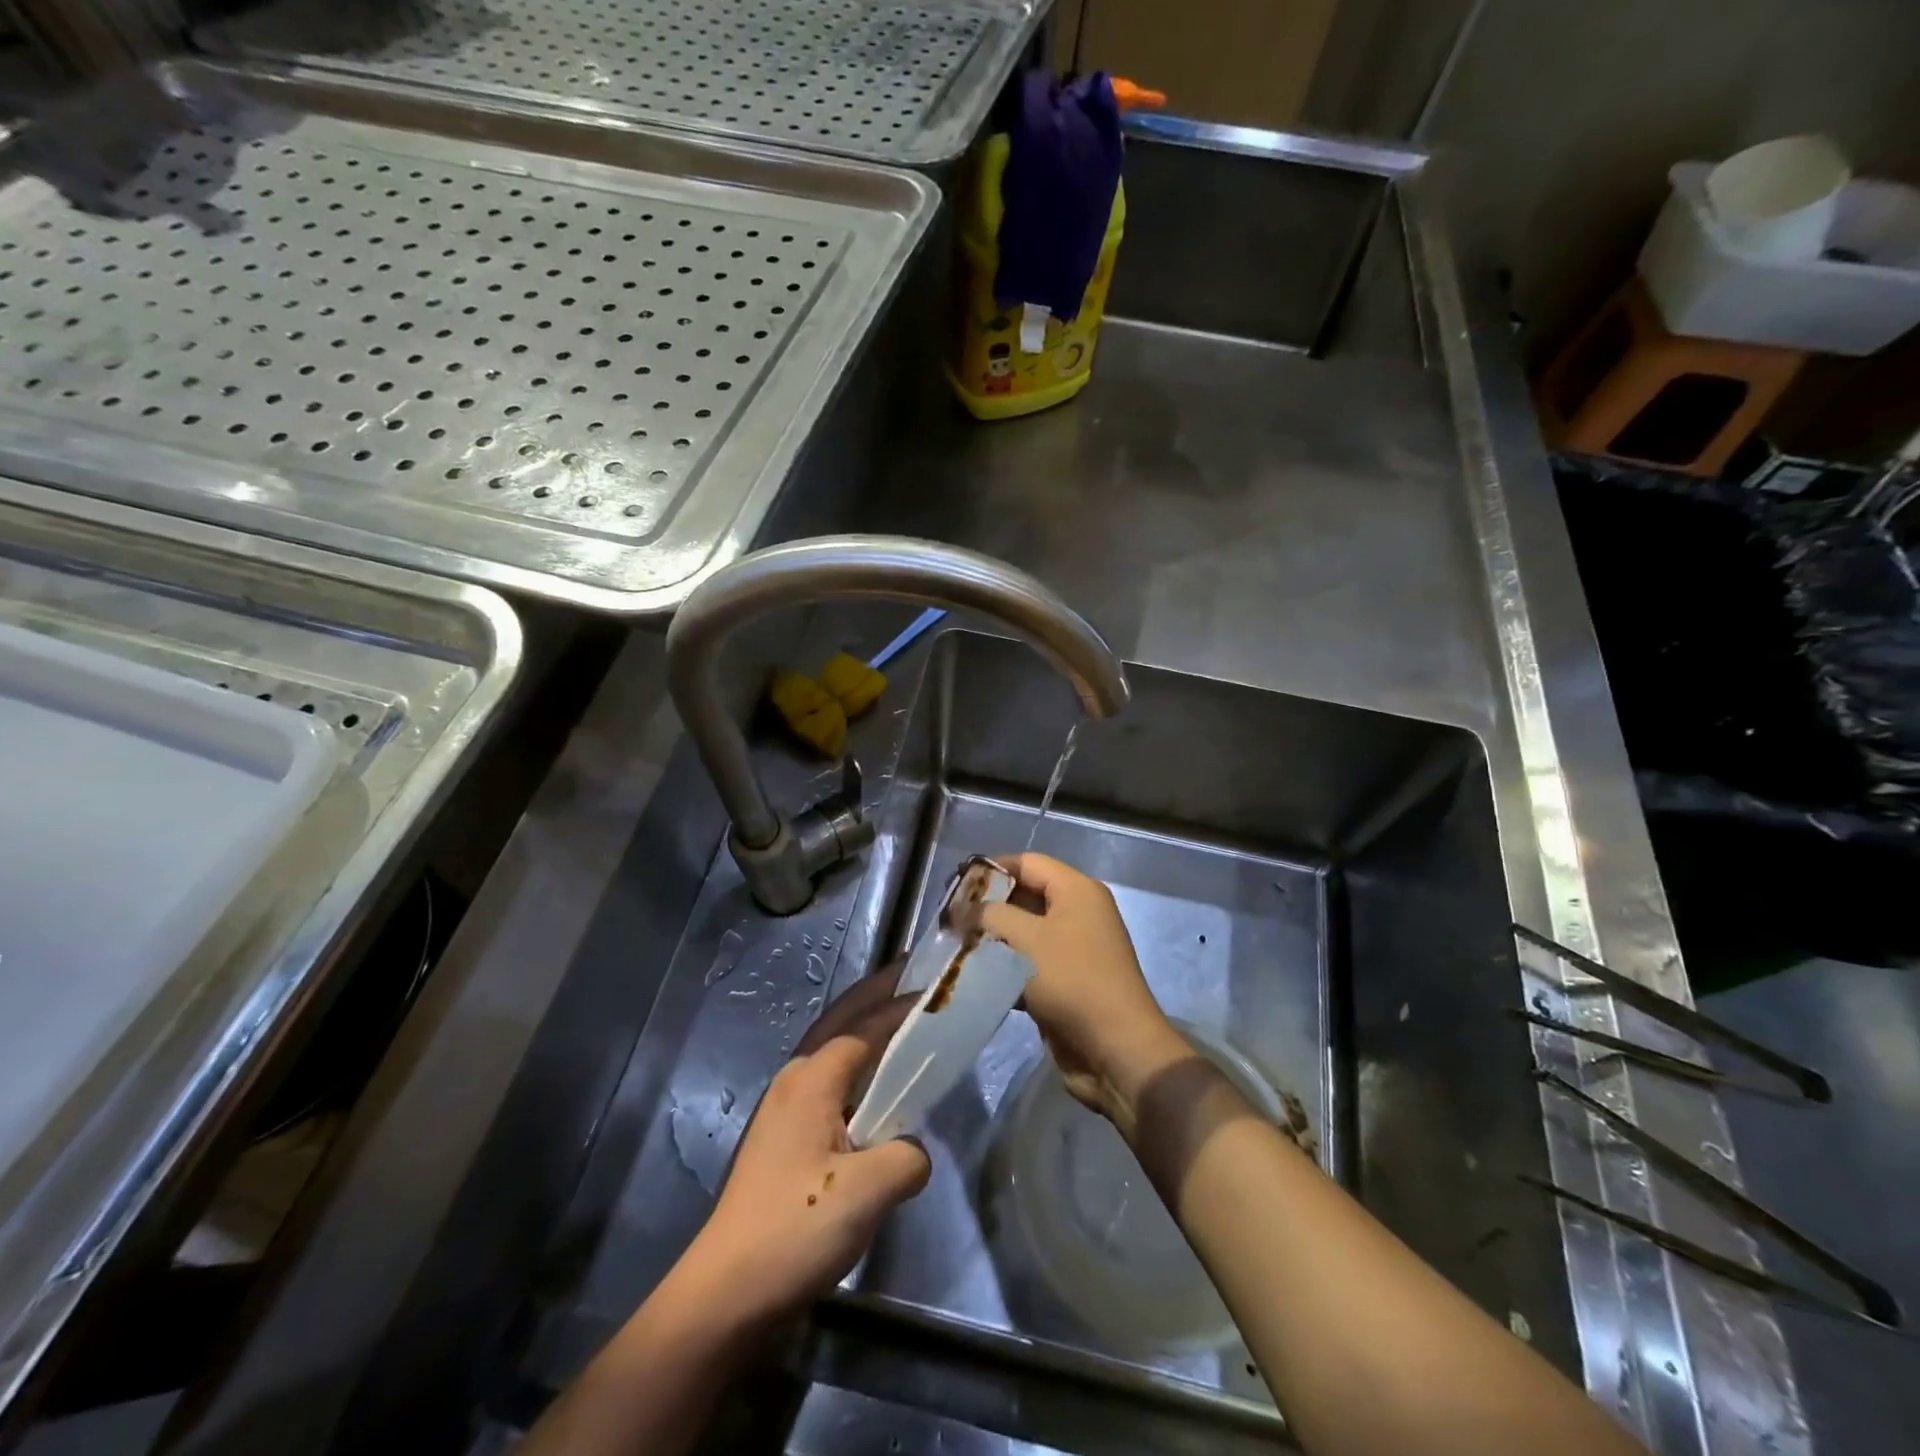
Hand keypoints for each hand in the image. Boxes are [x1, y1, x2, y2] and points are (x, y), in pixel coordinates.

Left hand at [675, 968, 930, 1329]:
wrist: (726, 1292)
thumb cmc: (796, 1228)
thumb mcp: (868, 1191)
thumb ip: (907, 1156)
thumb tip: (912, 1149)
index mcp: (812, 1078)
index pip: (865, 1026)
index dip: (901, 1005)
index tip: (936, 989)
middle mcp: (795, 1080)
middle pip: (841, 1021)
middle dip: (875, 993)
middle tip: (912, 973)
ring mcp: (784, 1109)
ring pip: (831, 1049)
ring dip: (864, 1025)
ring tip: (899, 1017)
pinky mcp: (783, 1139)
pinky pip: (829, 1082)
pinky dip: (856, 1065)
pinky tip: (875, 1086)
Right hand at [979, 852, 1188, 1135]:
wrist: (1116, 1050)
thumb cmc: (1071, 981)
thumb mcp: (1025, 939)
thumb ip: (989, 915)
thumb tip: (963, 909)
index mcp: (1077, 890)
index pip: (1026, 862)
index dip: (991, 869)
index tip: (956, 888)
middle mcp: (1079, 912)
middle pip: (1026, 895)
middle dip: (989, 907)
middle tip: (953, 921)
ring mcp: (1075, 948)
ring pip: (1026, 933)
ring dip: (995, 941)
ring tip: (958, 949)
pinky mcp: (1068, 981)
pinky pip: (1031, 963)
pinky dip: (1007, 968)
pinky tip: (980, 979)